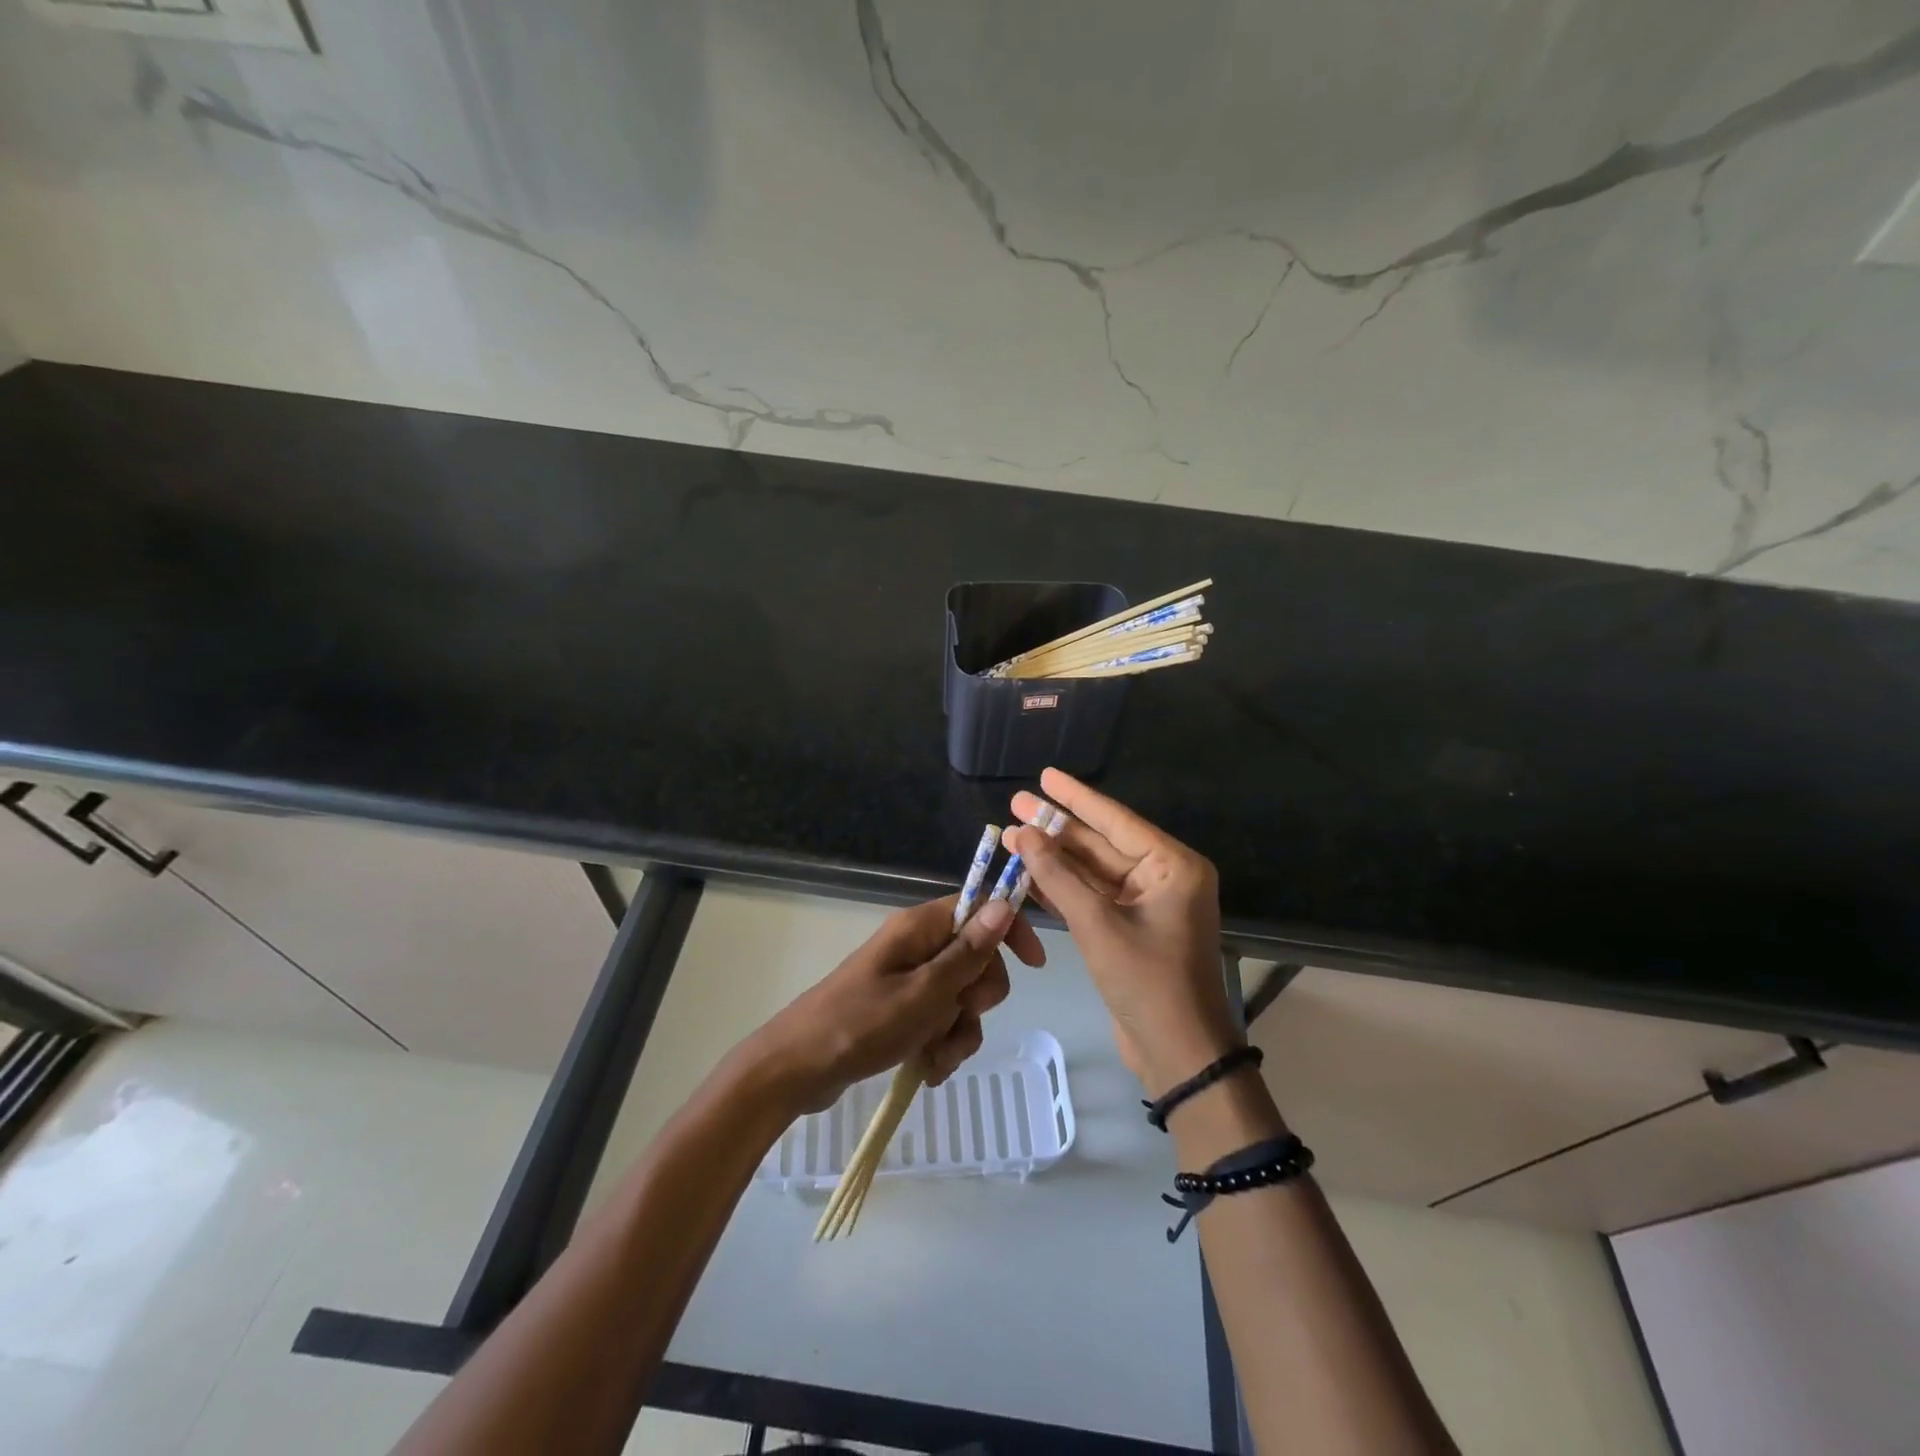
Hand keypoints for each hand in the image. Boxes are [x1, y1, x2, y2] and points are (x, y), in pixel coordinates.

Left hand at [746, 894, 1045, 1113]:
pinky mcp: (900, 1011)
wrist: (797, 1069)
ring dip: (959, 1030)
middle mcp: (917, 947)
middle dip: (978, 997)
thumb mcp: (924, 992)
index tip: (1033, 965)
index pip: (979, 908)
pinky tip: (926, 1068)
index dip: (1009, 931)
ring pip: (961, 998)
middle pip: (976, 959)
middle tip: (958, 1015)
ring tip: (935, 1056)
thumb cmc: (861, 1024)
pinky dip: (941, 1044)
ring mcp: (908, 980)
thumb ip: (967, 952)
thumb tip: (1003, 904)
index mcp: (920, 928)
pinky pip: (940, 1021)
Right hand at [1008, 768, 1238, 1096]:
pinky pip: (1093, 897)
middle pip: (1101, 843)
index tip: (1045, 775)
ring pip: (1093, 871)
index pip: (1115, 820)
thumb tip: (1024, 834)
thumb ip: (1059, 877)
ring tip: (1011, 835)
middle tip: (1014, 804)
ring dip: (1054, 858)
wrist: (1179, 1055)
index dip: (1076, 797)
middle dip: (1057, 828)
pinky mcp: (1130, 928)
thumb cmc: (1147, 983)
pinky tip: (1028, 874)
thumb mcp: (1098, 925)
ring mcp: (1147, 904)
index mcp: (1173, 866)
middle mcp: (1163, 877)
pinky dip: (1063, 888)